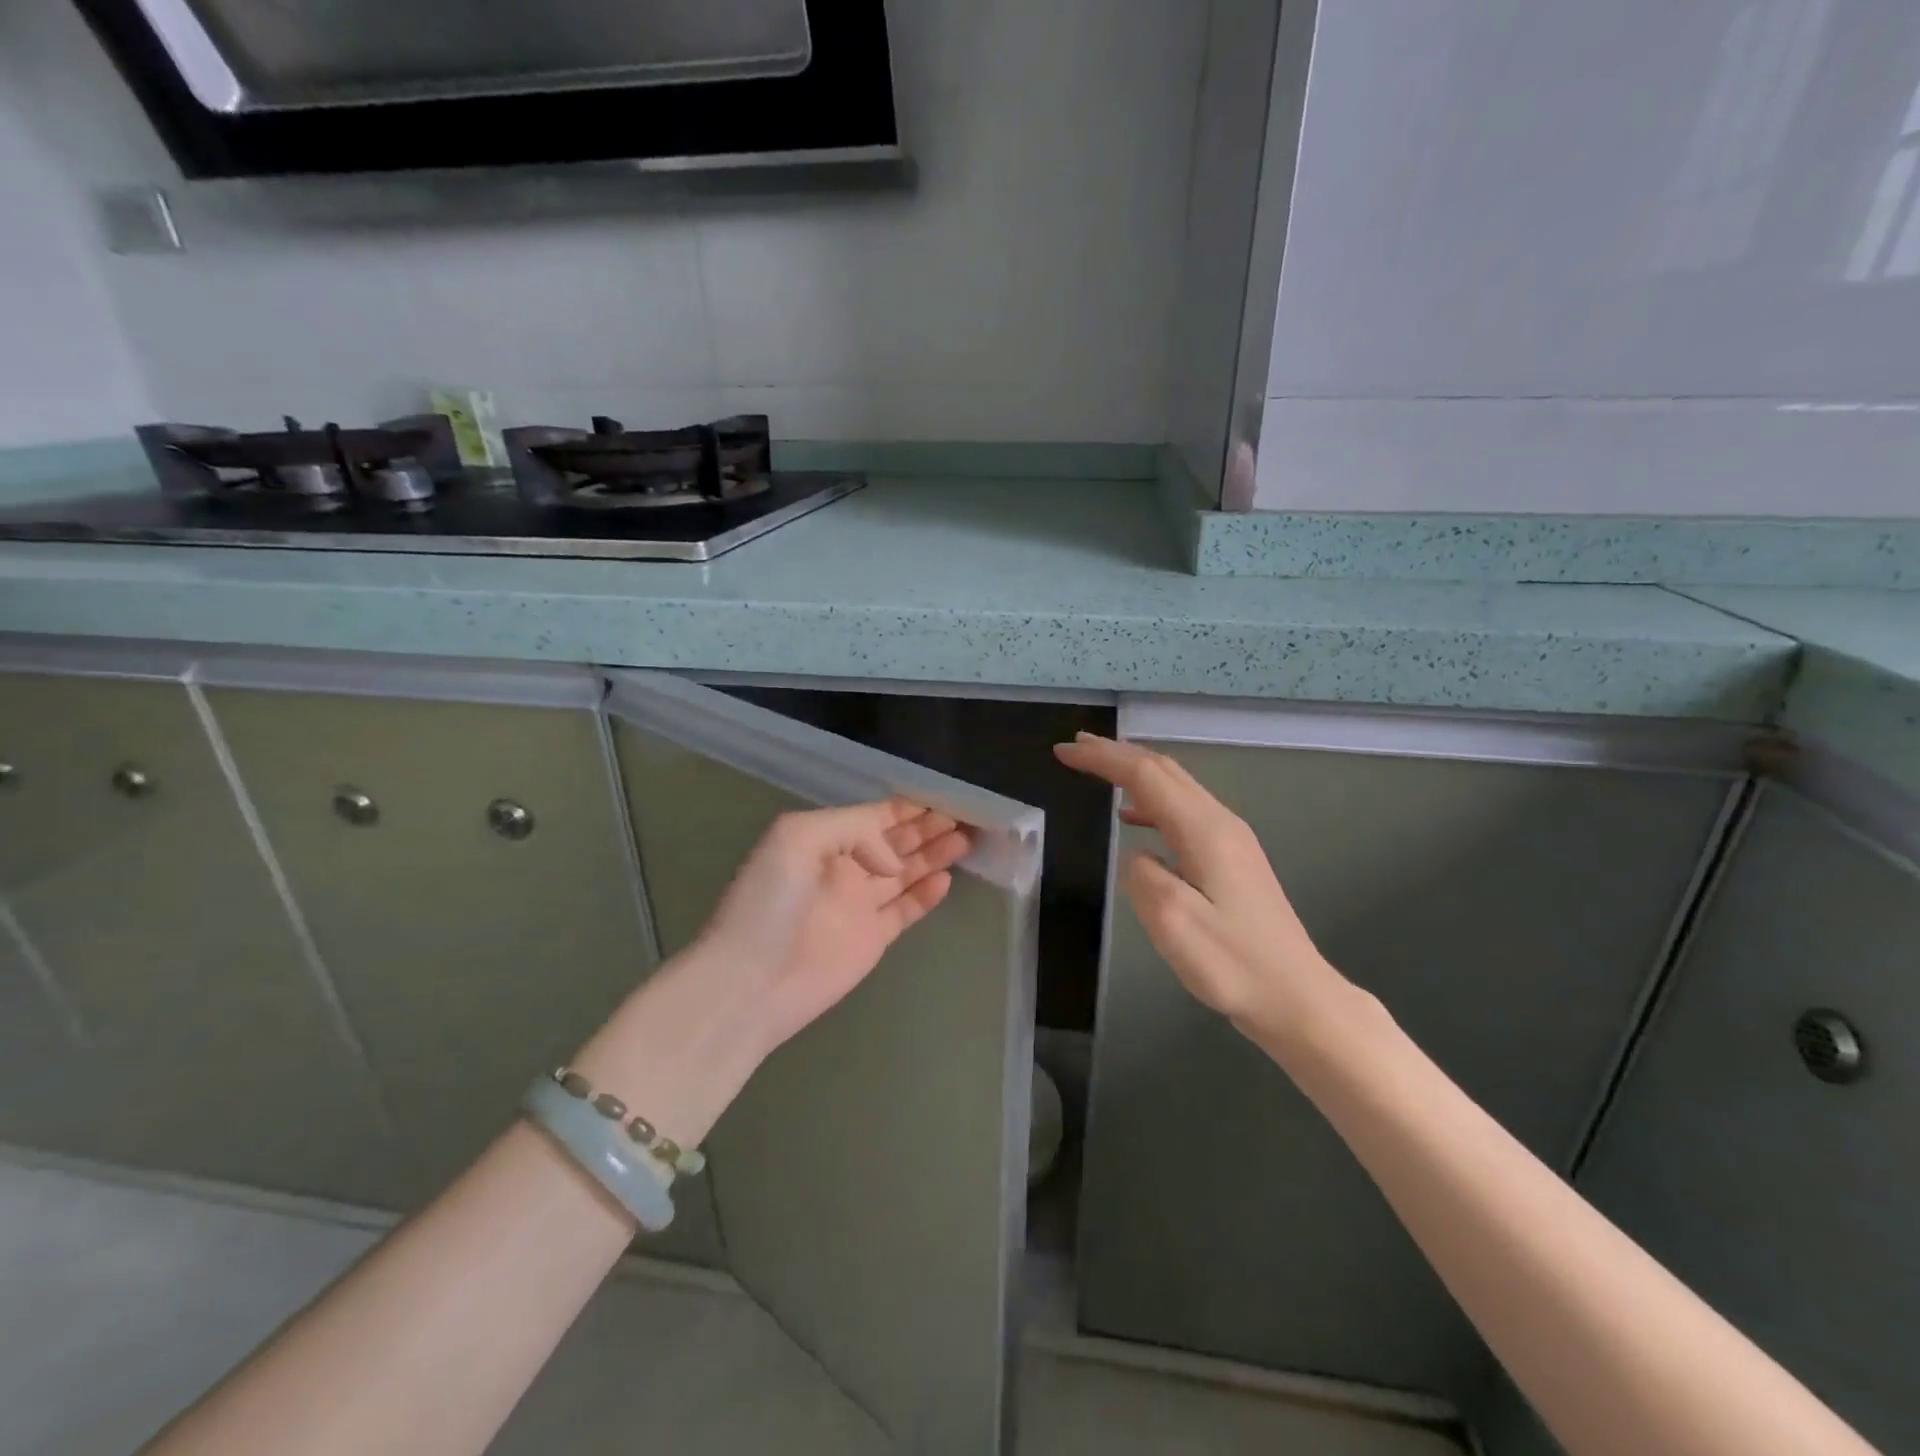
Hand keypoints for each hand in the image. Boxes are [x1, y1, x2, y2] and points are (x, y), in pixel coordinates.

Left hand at [694, 799, 973, 1051]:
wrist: (750, 982)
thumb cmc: (769, 903)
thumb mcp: (798, 838)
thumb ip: (854, 830)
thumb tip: (893, 860)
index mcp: (824, 839)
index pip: (876, 816)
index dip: (909, 807)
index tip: (945, 797)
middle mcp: (845, 867)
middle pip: (896, 841)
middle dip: (928, 827)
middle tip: (966, 817)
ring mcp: (859, 905)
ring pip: (905, 872)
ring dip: (934, 855)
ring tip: (967, 840)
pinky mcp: (871, 939)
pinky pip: (906, 909)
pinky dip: (927, 894)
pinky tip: (946, 879)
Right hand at [1053, 733, 1350, 1046]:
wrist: (1297, 996)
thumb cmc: (1233, 964)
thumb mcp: (1173, 923)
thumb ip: (1143, 876)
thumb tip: (1137, 854)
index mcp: (1204, 831)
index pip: (1144, 776)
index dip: (1102, 759)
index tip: (1062, 752)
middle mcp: (1220, 822)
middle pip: (1164, 770)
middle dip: (1117, 753)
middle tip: (1075, 747)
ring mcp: (1231, 839)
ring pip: (1176, 787)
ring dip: (1135, 772)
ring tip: (1099, 769)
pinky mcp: (1233, 858)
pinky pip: (1184, 810)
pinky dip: (1151, 800)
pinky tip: (1134, 818)